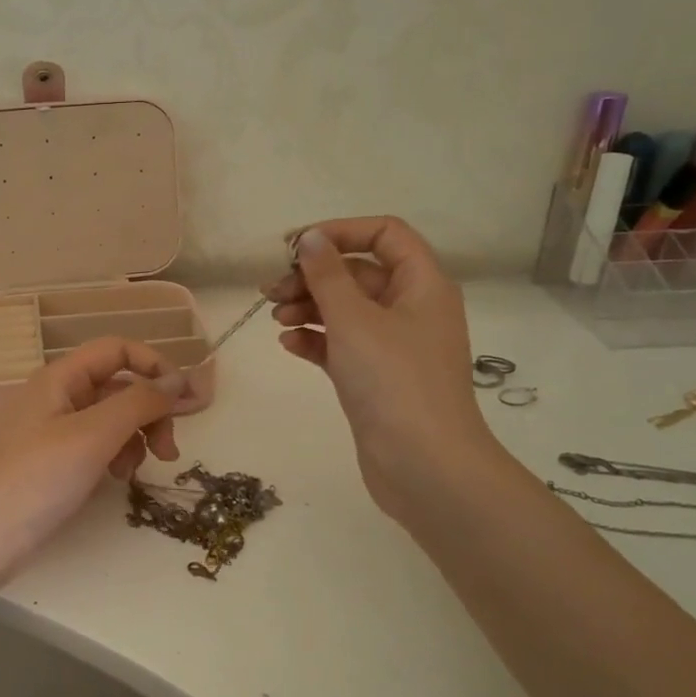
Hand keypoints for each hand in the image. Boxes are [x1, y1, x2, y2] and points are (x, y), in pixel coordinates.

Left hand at [0, 337, 184, 581]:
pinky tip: (116, 479)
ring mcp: (55, 430)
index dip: (154, 366)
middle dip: (150, 412)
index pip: (117, 350)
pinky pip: (98, 445)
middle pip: (119, 386)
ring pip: (112, 419)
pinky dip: (115, 457)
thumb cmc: (36, 478)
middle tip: (169, 450)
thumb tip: (177, 382)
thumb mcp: (93, 435)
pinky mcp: (56, 462)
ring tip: (134, 471)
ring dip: (135, 438)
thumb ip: (139, 403)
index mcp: (61, 377)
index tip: (184, 400)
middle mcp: (58, 396)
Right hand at [265, 218, 499, 522]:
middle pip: (358, 274)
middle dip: (313, 276)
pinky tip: (288, 344)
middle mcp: (412, 309)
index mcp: (422, 284)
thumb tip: (311, 238)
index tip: (295, 247)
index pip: (384, 234)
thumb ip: (327, 275)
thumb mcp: (354, 319)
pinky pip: (342, 345)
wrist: (424, 465)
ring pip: (346, 311)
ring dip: (309, 307)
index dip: (340, 232)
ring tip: (275, 317)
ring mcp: (394, 346)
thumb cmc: (393, 380)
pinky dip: (316, 340)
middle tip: (271, 290)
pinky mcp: (376, 378)